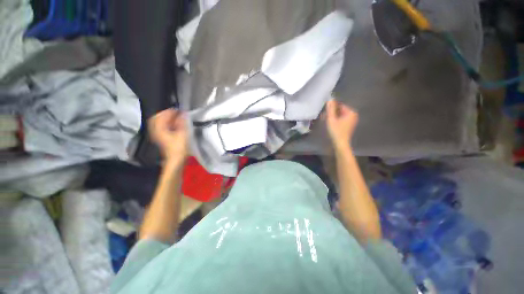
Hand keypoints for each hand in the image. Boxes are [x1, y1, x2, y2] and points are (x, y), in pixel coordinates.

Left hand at [148, 109, 188, 163]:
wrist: (175, 160)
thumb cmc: (179, 148)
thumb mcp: (183, 134)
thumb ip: (182, 122)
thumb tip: (183, 113)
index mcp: (159, 129)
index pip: (161, 115)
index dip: (170, 111)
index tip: (178, 110)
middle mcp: (156, 131)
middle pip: (157, 118)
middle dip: (166, 114)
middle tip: (175, 113)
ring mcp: (157, 135)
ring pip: (158, 123)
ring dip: (166, 119)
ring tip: (175, 118)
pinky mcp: (161, 139)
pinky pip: (161, 128)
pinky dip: (167, 124)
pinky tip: (174, 125)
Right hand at [326, 99, 358, 150]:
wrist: (340, 143)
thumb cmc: (336, 131)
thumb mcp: (331, 119)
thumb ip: (330, 109)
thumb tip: (330, 99)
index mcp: (351, 112)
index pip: (340, 105)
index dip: (332, 108)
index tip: (325, 112)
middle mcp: (353, 115)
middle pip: (340, 110)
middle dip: (332, 113)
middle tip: (324, 117)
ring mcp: (352, 121)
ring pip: (340, 115)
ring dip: (333, 117)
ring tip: (326, 120)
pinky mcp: (349, 125)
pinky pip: (341, 120)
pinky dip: (336, 120)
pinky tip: (330, 124)